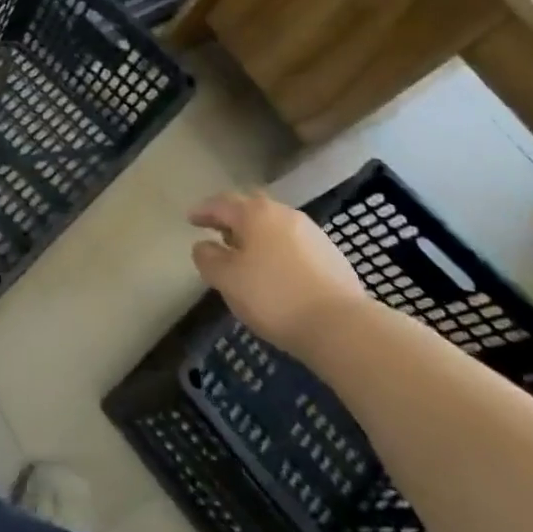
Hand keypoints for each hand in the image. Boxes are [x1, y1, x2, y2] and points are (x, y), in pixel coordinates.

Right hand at [189, 191, 368, 359]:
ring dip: (258, 235)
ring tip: (248, 255)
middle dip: (233, 218)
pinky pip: (294, 244)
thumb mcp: (226, 280)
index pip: (221, 204)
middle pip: (251, 208)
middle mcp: (283, 214)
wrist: (342, 327)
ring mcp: (312, 233)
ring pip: (275, 225)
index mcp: (254, 213)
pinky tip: (278, 272)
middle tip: (220, 232)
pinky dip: (279, 250)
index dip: (203, 211)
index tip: (190, 219)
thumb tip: (204, 246)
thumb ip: (207, 258)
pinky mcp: (332, 256)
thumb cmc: (273, 297)